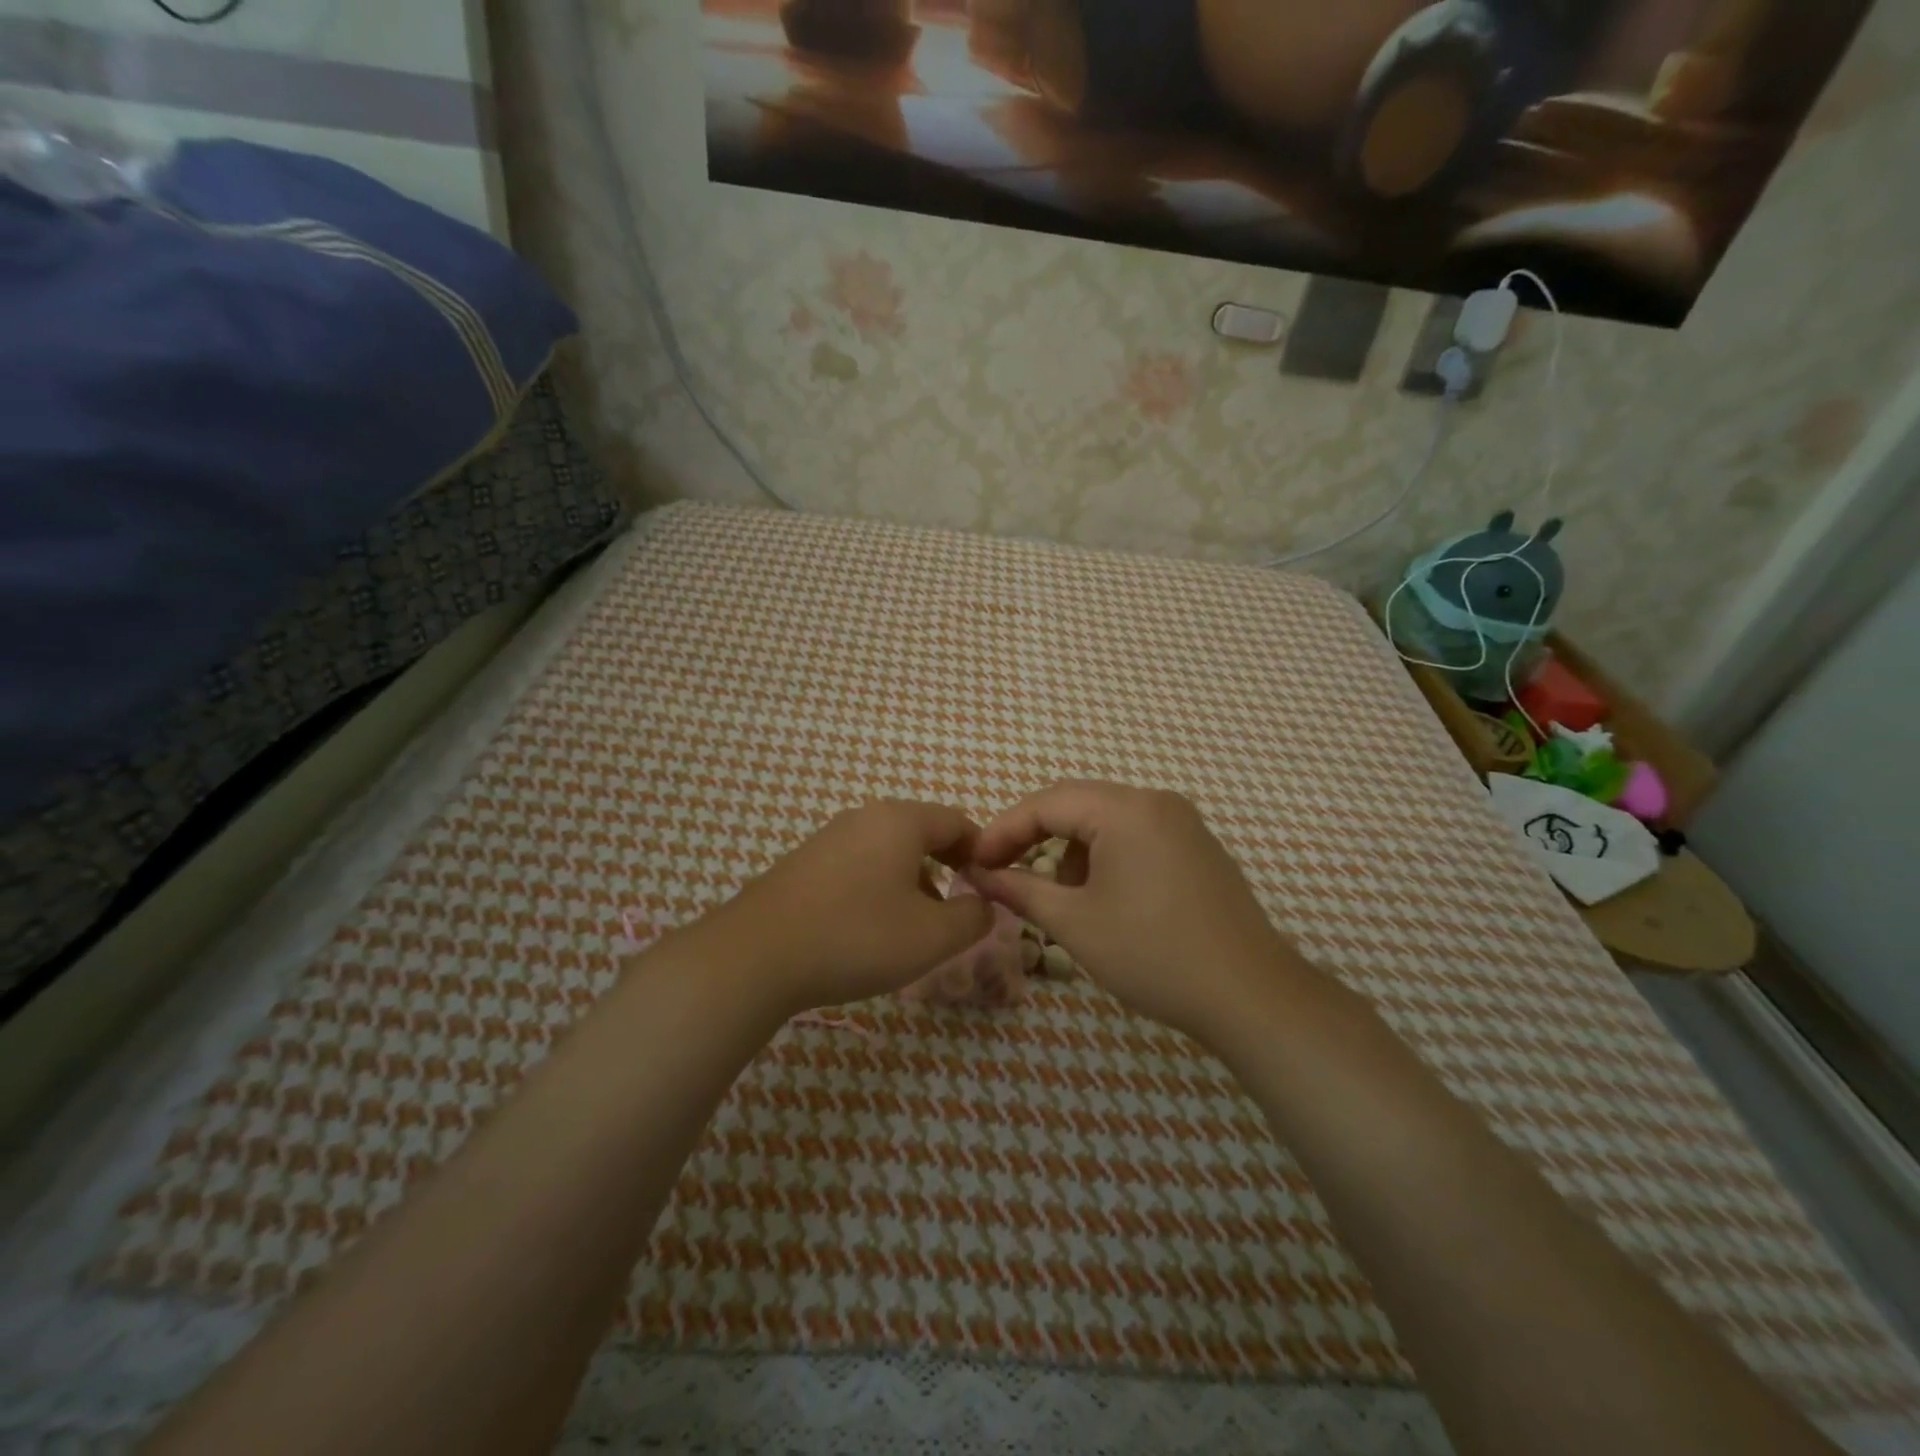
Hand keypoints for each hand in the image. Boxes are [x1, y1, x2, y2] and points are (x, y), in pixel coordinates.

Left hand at [712, 800, 994, 1015]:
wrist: (756, 955)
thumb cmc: (857, 937)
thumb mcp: (932, 936)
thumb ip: (973, 918)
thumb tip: (985, 905)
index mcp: (900, 821)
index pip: (957, 821)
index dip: (981, 852)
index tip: (989, 887)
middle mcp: (864, 817)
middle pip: (921, 833)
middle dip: (946, 867)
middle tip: (956, 908)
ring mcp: (828, 838)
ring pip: (888, 851)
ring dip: (911, 881)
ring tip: (914, 926)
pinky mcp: (803, 863)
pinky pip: (857, 865)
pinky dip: (877, 888)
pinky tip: (868, 929)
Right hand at [969, 781, 1304, 1041]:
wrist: (1250, 995)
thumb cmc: (1153, 954)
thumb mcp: (1075, 923)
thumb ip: (1020, 890)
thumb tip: (979, 875)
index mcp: (1125, 809)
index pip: (1047, 802)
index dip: (1003, 830)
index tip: (974, 863)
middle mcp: (1155, 801)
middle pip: (1077, 804)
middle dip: (1034, 837)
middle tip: (1003, 872)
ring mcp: (1182, 822)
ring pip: (1106, 820)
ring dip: (1071, 850)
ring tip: (1058, 897)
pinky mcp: (1197, 847)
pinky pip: (1135, 835)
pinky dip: (1105, 857)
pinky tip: (1102, 898)